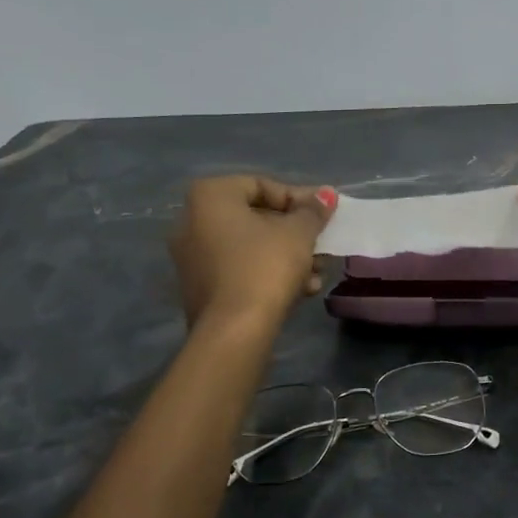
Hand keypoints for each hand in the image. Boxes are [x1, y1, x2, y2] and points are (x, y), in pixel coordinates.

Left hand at [170, 176, 337, 328]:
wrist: (234, 331)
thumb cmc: (265, 267)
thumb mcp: (298, 234)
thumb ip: (313, 211)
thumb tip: (326, 195)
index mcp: (209, 196)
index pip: (262, 185)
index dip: (299, 199)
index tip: (323, 216)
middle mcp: (192, 221)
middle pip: (256, 217)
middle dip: (295, 233)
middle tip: (321, 245)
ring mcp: (192, 257)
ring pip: (250, 247)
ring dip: (287, 256)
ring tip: (316, 273)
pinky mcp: (199, 288)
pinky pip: (239, 269)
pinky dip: (267, 274)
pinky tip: (299, 291)